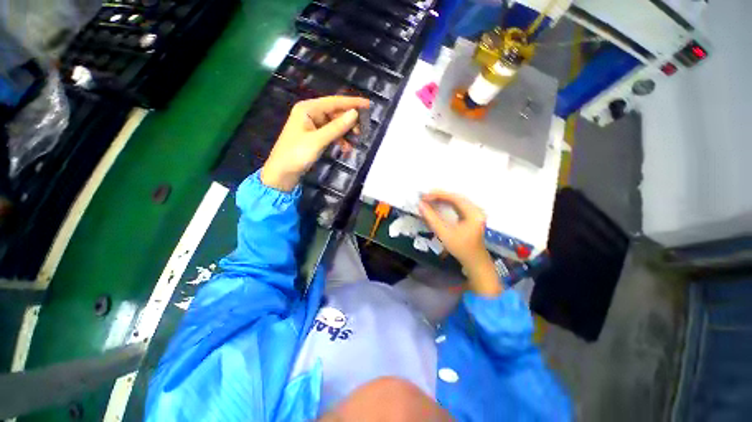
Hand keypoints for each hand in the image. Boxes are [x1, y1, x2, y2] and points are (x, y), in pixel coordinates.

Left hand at [261, 96, 370, 190]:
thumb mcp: (318, 140)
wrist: (282, 173)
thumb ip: (337, 127)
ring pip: (334, 124)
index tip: (368, 104)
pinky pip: (331, 134)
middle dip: (349, 121)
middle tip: (361, 132)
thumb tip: (355, 114)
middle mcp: (310, 113)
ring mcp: (312, 125)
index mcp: (308, 108)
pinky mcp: (314, 136)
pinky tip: (345, 148)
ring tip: (354, 143)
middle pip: (335, 113)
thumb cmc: (297, 154)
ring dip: (345, 132)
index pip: (334, 102)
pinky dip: (339, 139)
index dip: (352, 103)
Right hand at [418, 191, 501, 296]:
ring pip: (457, 200)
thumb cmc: (460, 248)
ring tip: (429, 199)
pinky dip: (447, 204)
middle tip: (425, 197)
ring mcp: (475, 212)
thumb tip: (420, 205)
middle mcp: (476, 209)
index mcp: (473, 213)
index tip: (425, 196)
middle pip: (456, 197)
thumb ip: (431, 218)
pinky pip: (458, 205)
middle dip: (439, 196)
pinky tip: (438, 204)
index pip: (455, 198)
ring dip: (443, 199)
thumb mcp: (444, 233)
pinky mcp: (472, 215)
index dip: (439, 195)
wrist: (474, 260)